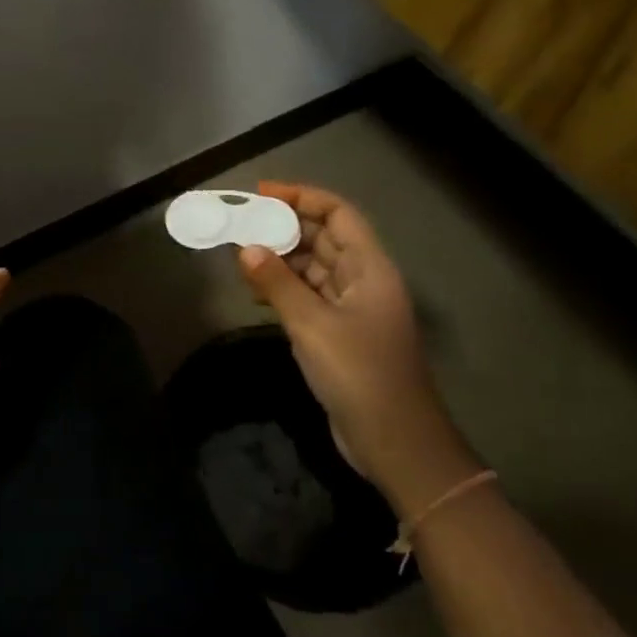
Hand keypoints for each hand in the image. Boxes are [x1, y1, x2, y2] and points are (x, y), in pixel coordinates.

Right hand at [236, 182, 477, 509]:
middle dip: (284, 227)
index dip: (302, 197)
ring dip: (281, 259)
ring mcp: (353, 309)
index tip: (261, 194)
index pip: (338, 215)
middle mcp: (364, 282)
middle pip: (325, 238)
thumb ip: (278, 284)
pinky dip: (284, 289)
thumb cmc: (359, 375)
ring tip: (241, 256)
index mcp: (371, 269)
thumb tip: (246, 248)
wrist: (395, 442)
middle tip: (241, 225)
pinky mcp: (340, 334)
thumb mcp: (312, 325)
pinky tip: (256, 292)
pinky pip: (309, 297)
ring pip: (314, 268)